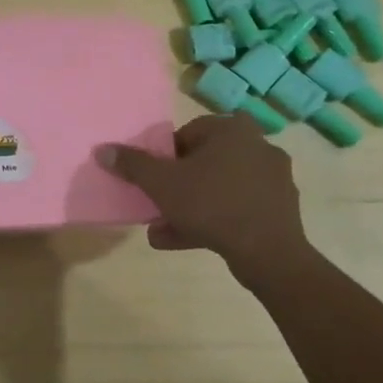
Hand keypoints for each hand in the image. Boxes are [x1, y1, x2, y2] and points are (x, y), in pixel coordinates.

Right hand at [97, 114, 316, 286]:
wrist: (268, 254)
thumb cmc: (211, 204)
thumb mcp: (162, 184)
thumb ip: (133, 165)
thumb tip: (103, 149)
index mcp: (232, 129)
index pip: (186, 134)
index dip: (163, 158)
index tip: (152, 181)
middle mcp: (257, 146)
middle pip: (202, 162)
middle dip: (175, 186)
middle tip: (155, 205)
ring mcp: (272, 178)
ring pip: (218, 188)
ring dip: (189, 207)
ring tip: (161, 230)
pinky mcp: (279, 208)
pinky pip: (236, 207)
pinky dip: (211, 220)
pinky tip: (183, 241)